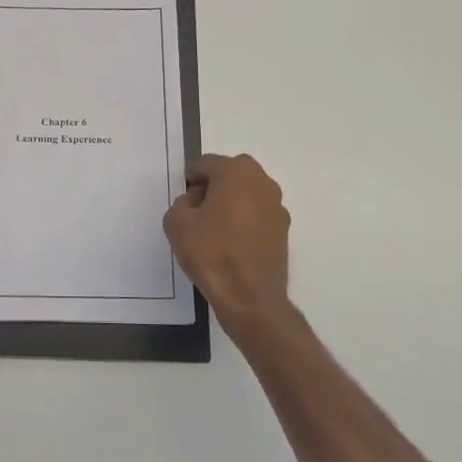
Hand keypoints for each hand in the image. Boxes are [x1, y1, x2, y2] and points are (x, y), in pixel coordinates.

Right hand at [164, 154, 297, 342]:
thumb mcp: (176, 223)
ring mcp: (277, 206)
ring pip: (245, 195)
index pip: (204, 164)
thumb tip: (196, 202)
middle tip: (197, 216)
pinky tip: (232, 247)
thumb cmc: (211, 253)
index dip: (189, 182)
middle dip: (212, 189)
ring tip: (214, 233)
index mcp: (236, 171)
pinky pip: (257, 215)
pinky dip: (244, 223)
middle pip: (229, 175)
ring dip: (230, 205)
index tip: (183, 204)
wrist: (250, 298)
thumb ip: (182, 202)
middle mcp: (262, 181)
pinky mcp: (284, 230)